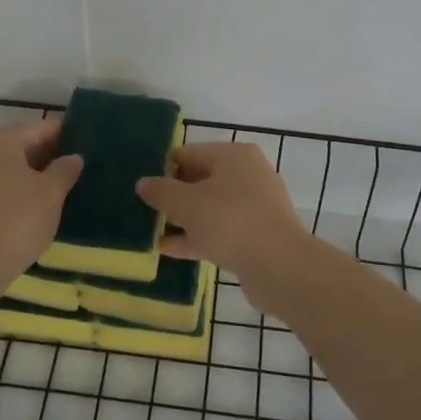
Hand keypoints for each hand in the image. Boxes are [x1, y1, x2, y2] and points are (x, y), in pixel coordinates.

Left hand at [0, 120, 82, 295]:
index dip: (67, 136)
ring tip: (57, 192)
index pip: (42, 128)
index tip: (87, 148)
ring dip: (29, 175)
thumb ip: (65, 170)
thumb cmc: (16, 222)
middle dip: (48, 157)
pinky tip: (30, 208)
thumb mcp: (51, 194)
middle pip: (21, 145)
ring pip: (6, 167)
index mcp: (1, 140)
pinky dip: (12, 191)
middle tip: (76, 172)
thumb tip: (73, 157)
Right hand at [137, 143, 315, 315]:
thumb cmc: (229, 221)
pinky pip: (219, 231)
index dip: (163, 168)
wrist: (279, 266)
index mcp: (233, 156)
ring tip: (151, 229)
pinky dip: (196, 237)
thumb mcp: (187, 203)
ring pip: (210, 208)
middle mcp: (247, 174)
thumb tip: (143, 183)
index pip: (189, 153)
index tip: (141, 186)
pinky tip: (167, 250)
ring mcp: (254, 206)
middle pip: (201, 179)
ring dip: (183, 219)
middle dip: (173, 195)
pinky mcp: (256, 235)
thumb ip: (162, 191)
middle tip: (142, 208)